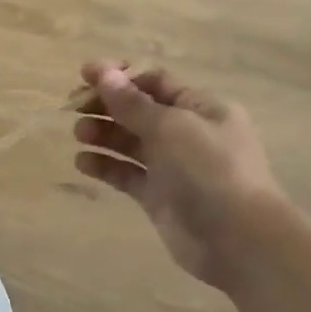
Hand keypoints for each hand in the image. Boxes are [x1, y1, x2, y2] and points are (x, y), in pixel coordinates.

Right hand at [72, 61, 285, 293]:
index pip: (155, 82)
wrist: (237, 239)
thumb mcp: (170, 127)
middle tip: (73, 107)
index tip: (85, 75)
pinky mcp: (159, 197)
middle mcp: (189, 134)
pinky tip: (82, 162)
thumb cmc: (209, 170)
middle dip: (108, 106)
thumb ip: (132, 103)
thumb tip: (103, 72)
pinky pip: (128, 174)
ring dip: (104, 134)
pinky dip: (106, 166)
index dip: (120, 76)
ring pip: (132, 143)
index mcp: (202, 108)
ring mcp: (174, 167)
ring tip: (79, 134)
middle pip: (140, 111)